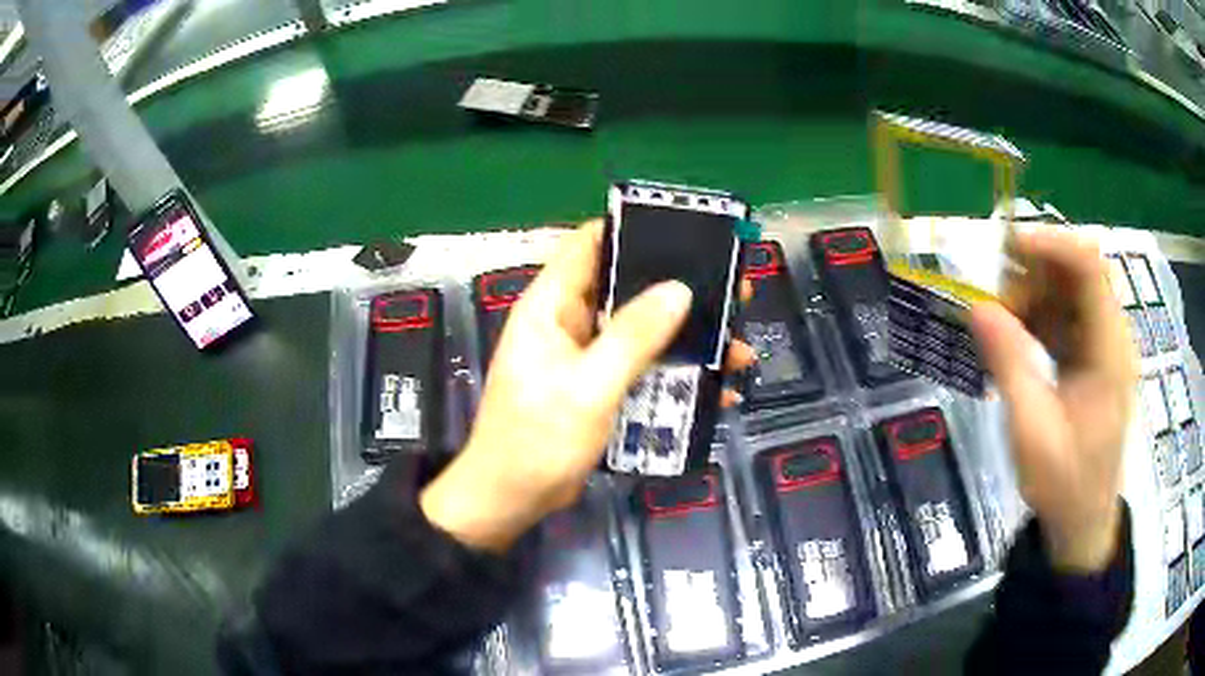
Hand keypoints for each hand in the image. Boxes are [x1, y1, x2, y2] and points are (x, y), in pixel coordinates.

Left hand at [421, 221, 755, 552]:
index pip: (588, 244)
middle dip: (679, 287)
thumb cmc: (538, 440)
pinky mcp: (599, 386)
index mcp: (551, 306)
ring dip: (687, 337)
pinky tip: (717, 388)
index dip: (631, 229)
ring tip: (739, 346)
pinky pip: (643, 367)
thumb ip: (633, 337)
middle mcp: (569, 322)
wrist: (513, 499)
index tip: (686, 230)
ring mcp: (585, 356)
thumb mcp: (589, 387)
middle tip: (733, 289)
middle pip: (627, 286)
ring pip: (643, 330)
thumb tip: (679, 289)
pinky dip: (676, 372)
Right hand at [971, 225, 1137, 571]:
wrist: (1081, 523)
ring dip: (1031, 297)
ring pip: (1067, 294)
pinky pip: (1064, 320)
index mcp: (1109, 350)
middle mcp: (1111, 337)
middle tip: (993, 297)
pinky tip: (1012, 341)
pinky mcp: (1091, 360)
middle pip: (1077, 274)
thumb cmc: (1063, 484)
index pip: (1089, 266)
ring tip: (998, 324)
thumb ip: (1010, 364)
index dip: (1049, 243)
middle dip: (1033, 273)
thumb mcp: (1032, 431)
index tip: (1004, 249)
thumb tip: (976, 307)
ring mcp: (1102, 347)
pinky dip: (1036, 320)